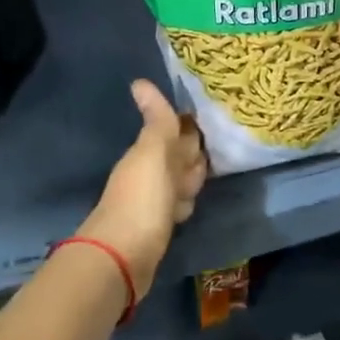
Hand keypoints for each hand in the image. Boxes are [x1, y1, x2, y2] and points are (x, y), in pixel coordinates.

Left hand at [86, 80, 207, 297]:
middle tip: (217, 136)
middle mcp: (149, 173)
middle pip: (176, 155)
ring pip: (177, 180)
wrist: (123, 259)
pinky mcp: (158, 227)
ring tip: (211, 166)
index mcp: (148, 152)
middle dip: (191, 147)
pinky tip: (190, 202)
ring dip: (189, 173)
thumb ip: (157, 121)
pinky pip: (176, 205)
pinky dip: (184, 200)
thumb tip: (139, 81)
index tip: (209, 113)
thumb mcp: (154, 154)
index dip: (188, 124)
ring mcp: (153, 201)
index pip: (173, 130)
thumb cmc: (142, 200)